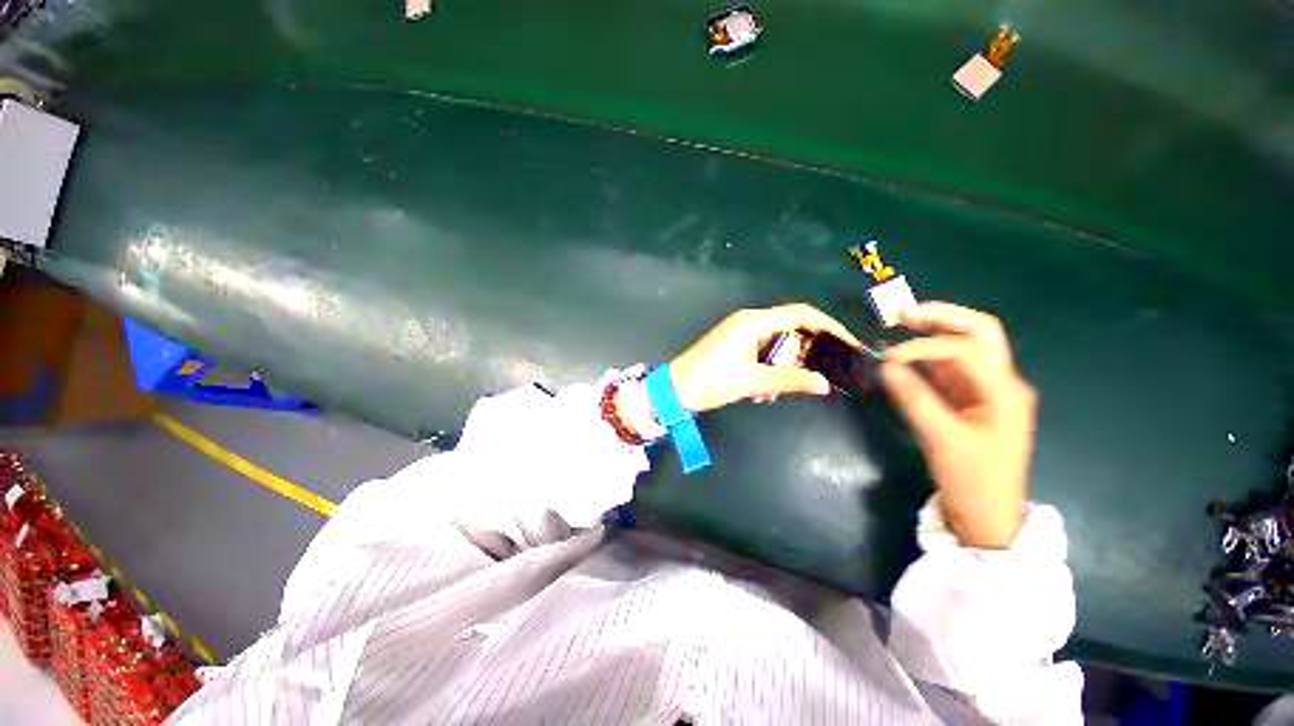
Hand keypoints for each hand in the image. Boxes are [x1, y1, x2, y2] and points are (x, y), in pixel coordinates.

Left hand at [669, 303, 862, 412]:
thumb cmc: (711, 381)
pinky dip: (767, 373)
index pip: (802, 315)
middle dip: (802, 357)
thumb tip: (825, 384)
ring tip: (770, 394)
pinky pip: (763, 356)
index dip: (830, 327)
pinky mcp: (736, 348)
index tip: (849, 345)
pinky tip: (760, 393)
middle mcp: (750, 322)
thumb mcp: (752, 381)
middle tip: (811, 378)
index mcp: (754, 322)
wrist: (675, 389)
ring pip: (777, 348)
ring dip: (781, 371)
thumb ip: (790, 380)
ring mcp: (742, 335)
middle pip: (791, 331)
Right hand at [880, 302, 1036, 548]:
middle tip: (903, 314)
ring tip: (901, 325)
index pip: (964, 349)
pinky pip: (951, 368)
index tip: (888, 359)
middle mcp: (1001, 382)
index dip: (924, 347)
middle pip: (979, 333)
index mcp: (1004, 391)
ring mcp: (987, 390)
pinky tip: (906, 357)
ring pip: (965, 347)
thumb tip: (886, 366)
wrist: (988, 515)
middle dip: (942, 318)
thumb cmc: (972, 480)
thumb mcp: (941, 439)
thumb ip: (914, 398)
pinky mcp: (972, 400)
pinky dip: (928, 357)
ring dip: (934, 333)